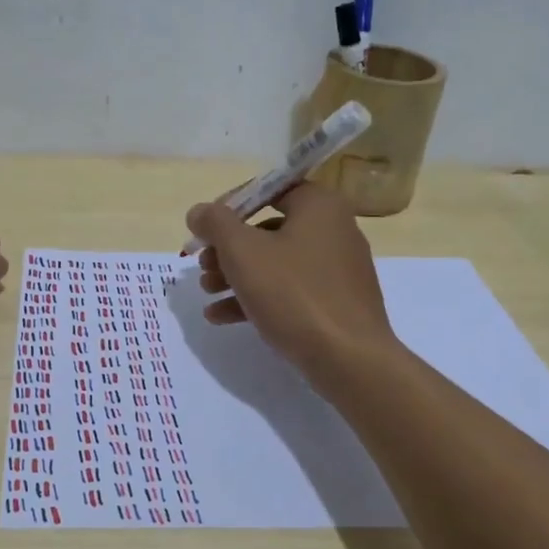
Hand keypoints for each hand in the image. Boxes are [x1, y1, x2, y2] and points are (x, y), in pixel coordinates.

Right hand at [184, 182, 396, 386]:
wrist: (349, 359)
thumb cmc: (294, 293)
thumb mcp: (242, 251)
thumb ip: (215, 223)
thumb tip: (199, 211)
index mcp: (319, 206)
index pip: (267, 189)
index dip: (229, 205)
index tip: (204, 228)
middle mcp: (333, 229)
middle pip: (267, 229)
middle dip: (227, 248)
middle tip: (202, 265)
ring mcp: (336, 269)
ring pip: (275, 263)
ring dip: (235, 275)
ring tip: (207, 292)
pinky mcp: (334, 302)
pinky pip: (288, 290)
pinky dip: (256, 297)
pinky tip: (221, 316)